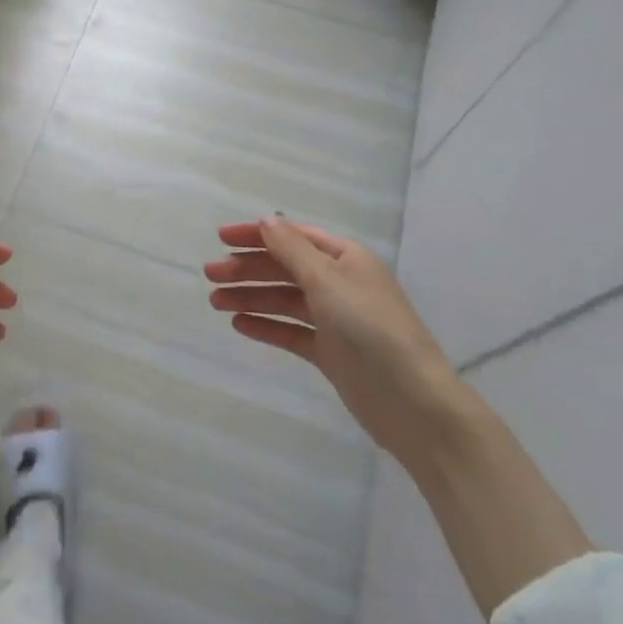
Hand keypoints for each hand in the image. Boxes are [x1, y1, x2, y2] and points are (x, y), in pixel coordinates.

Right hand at [210, 217, 593, 616]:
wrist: (412, 403)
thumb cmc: (370, 329)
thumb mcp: (328, 281)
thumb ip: (292, 250)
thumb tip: (267, 220)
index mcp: (346, 258)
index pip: (294, 236)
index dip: (257, 234)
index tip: (220, 237)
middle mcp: (340, 283)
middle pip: (285, 268)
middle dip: (248, 268)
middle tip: (210, 275)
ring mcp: (335, 319)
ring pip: (284, 300)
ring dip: (250, 296)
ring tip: (215, 302)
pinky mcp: (331, 352)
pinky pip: (291, 331)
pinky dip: (266, 326)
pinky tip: (239, 324)